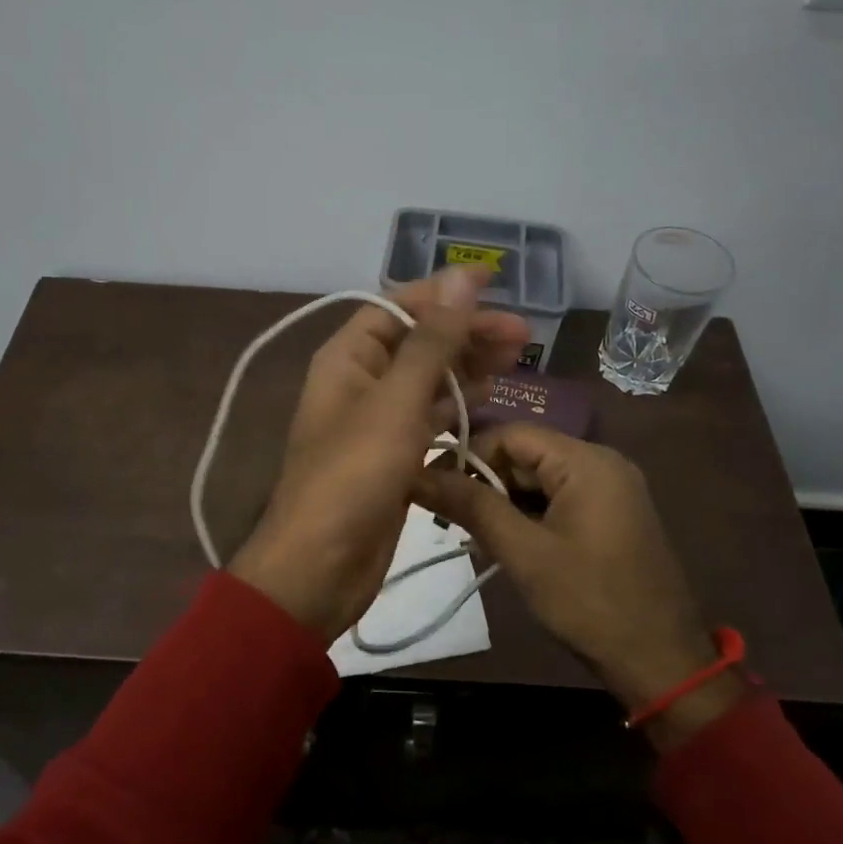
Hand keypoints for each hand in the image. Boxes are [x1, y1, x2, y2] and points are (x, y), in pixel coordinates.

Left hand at [230, 267, 529, 643]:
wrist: (320, 566)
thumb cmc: (353, 475)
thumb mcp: (396, 401)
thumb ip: (432, 340)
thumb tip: (461, 276)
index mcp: (348, 358)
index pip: (398, 307)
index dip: (444, 293)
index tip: (494, 284)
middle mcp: (360, 381)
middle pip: (418, 341)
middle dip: (467, 332)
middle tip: (523, 336)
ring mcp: (377, 421)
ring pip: (428, 380)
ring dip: (468, 366)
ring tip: (518, 359)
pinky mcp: (393, 456)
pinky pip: (430, 418)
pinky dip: (458, 405)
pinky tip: (490, 398)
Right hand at [416, 424, 746, 746]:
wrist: (661, 662)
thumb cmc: (589, 602)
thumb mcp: (524, 552)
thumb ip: (472, 506)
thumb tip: (418, 474)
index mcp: (586, 461)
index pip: (511, 435)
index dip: (467, 455)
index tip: (431, 485)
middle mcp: (601, 464)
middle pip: (525, 456)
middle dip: (483, 483)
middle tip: (446, 518)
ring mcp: (610, 490)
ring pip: (538, 481)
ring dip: (502, 503)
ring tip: (468, 535)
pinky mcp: (610, 516)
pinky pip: (557, 501)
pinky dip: (527, 517)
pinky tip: (502, 544)